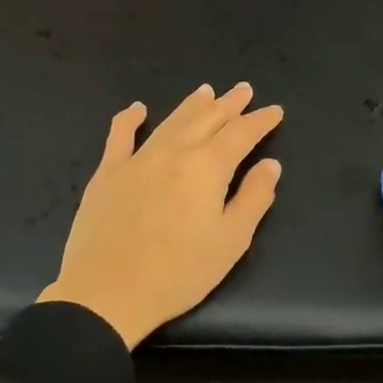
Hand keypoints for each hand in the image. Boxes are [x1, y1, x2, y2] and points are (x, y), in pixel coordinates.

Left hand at [39, 83, 283, 348]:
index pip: (241, 134)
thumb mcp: (231, 241)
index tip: (274, 110)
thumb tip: (270, 164)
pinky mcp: (108, 173)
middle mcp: (174, 152)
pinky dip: (130, 119)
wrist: (108, 292)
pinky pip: (120, 136)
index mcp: (208, 167)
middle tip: (244, 90)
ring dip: (192, 105)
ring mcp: (137, 159)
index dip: (260, 121)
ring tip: (207, 91)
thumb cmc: (179, 272)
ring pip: (171, 121)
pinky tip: (138, 109)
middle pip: (207, 119)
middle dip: (229, 104)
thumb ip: (254, 198)